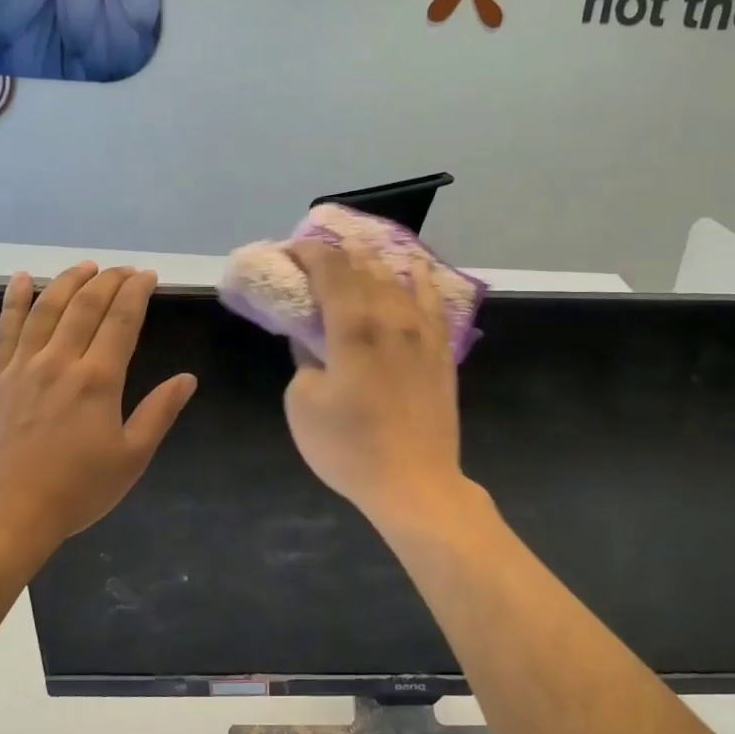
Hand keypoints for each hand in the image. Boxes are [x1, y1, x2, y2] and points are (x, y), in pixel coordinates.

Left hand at [0, 264, 195, 548]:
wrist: (6, 513)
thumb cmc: (77, 490)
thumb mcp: (131, 458)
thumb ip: (159, 413)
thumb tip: (186, 379)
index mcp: (98, 380)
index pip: (121, 320)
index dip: (136, 292)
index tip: (147, 276)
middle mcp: (60, 361)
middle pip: (85, 305)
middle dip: (108, 280)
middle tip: (124, 269)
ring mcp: (23, 366)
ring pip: (46, 308)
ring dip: (68, 281)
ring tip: (85, 266)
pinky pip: (6, 328)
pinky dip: (14, 299)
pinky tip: (21, 278)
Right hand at [283, 240, 471, 529]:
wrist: (414, 482)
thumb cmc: (349, 447)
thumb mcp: (303, 404)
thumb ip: (305, 359)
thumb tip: (314, 341)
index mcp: (353, 325)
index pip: (331, 268)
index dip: (309, 252)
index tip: (291, 251)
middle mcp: (392, 316)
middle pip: (364, 267)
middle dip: (338, 254)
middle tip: (317, 255)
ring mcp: (423, 331)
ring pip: (398, 278)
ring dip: (373, 262)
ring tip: (357, 255)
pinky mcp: (442, 350)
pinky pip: (432, 301)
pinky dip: (418, 279)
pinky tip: (413, 269)